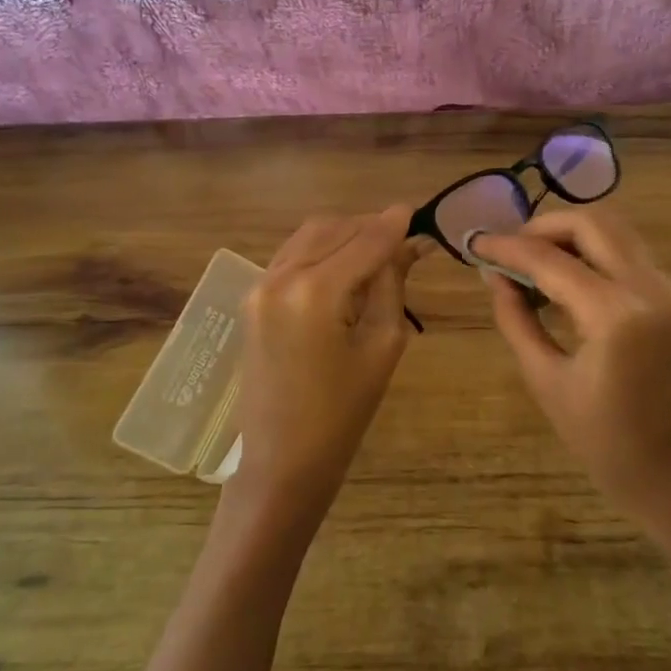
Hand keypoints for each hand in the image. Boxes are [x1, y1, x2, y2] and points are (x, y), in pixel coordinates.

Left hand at [229, 205, 418, 528]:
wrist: (282, 460)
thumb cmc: (343, 413)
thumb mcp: (382, 345)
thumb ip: (392, 285)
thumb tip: (409, 244)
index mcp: (314, 292)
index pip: (365, 241)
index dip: (395, 224)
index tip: (418, 210)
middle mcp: (280, 277)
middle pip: (333, 228)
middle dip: (369, 226)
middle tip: (403, 239)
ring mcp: (259, 286)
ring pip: (309, 236)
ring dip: (344, 235)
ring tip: (377, 252)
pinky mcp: (252, 298)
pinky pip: (291, 256)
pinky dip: (320, 251)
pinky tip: (344, 267)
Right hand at [472, 208, 670, 540]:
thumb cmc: (605, 443)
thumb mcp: (546, 381)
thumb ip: (517, 320)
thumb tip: (494, 276)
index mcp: (616, 315)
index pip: (551, 260)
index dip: (507, 247)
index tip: (474, 244)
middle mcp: (649, 288)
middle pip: (592, 223)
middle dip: (542, 227)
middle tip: (507, 250)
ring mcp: (668, 289)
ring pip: (614, 230)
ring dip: (569, 235)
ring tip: (530, 262)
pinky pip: (627, 253)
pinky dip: (591, 251)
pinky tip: (562, 278)